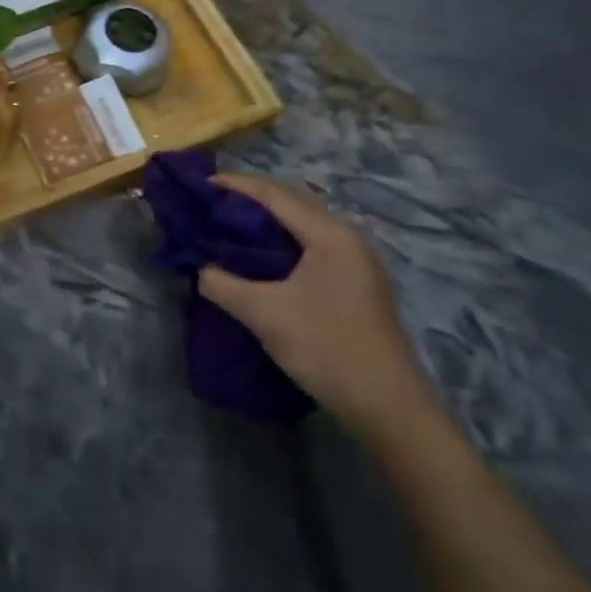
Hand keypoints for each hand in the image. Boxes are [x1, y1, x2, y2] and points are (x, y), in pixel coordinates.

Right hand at [199, 172, 435, 438]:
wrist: (389, 408)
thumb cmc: (326, 348)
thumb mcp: (264, 314)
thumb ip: (223, 284)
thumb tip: (201, 269)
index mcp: (329, 235)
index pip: (275, 195)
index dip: (236, 185)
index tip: (202, 184)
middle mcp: (347, 238)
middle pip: (294, 200)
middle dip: (253, 195)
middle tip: (214, 201)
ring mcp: (357, 261)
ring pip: (305, 221)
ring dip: (270, 216)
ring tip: (233, 223)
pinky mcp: (358, 283)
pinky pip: (313, 241)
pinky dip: (285, 237)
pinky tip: (265, 255)